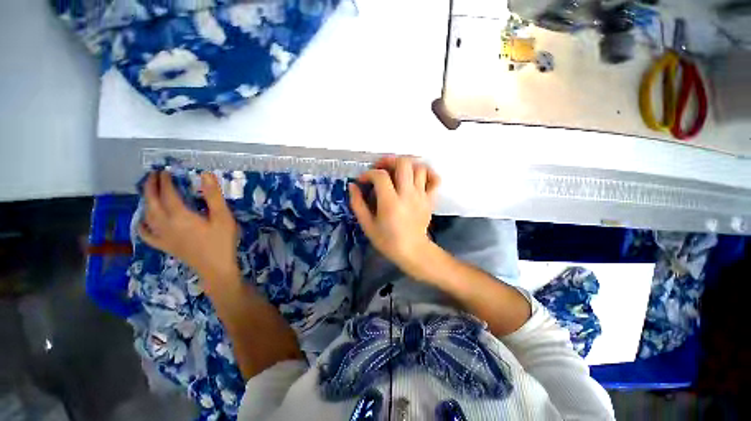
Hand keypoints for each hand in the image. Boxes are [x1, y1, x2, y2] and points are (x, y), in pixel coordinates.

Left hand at [138, 171, 238, 286]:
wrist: (216, 268)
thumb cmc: (222, 242)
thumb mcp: (223, 217)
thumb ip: (213, 196)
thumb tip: (205, 175)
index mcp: (180, 216)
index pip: (167, 194)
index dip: (165, 181)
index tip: (165, 171)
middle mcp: (166, 224)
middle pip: (152, 202)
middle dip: (150, 187)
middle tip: (153, 176)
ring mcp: (163, 236)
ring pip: (147, 216)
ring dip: (146, 201)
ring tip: (149, 192)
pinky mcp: (165, 246)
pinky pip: (147, 234)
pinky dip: (142, 225)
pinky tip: (143, 221)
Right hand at [349, 156, 440, 279]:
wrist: (413, 251)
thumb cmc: (388, 240)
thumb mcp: (367, 225)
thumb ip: (358, 204)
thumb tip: (352, 186)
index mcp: (390, 202)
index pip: (380, 176)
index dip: (368, 174)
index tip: (363, 181)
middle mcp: (408, 195)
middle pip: (404, 164)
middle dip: (389, 161)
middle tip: (381, 168)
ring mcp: (422, 196)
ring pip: (419, 168)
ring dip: (407, 166)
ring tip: (397, 173)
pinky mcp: (430, 200)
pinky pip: (435, 179)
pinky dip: (428, 173)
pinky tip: (417, 177)